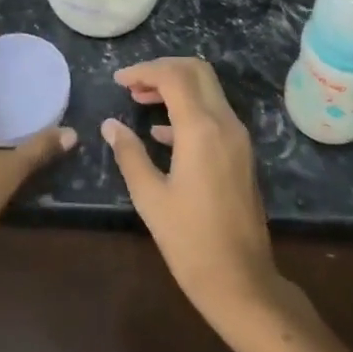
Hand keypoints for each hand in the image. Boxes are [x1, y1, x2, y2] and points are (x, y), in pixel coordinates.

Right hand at [102, 57, 286, 331]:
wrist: (242, 282)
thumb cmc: (190, 242)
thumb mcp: (150, 198)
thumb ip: (130, 154)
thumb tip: (110, 125)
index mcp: (201, 129)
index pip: (174, 76)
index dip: (144, 71)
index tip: (118, 80)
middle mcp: (225, 123)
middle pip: (196, 72)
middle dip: (162, 69)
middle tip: (132, 84)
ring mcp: (238, 138)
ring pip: (208, 90)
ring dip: (175, 87)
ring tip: (140, 101)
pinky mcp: (241, 153)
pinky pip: (214, 113)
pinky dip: (188, 109)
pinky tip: (162, 133)